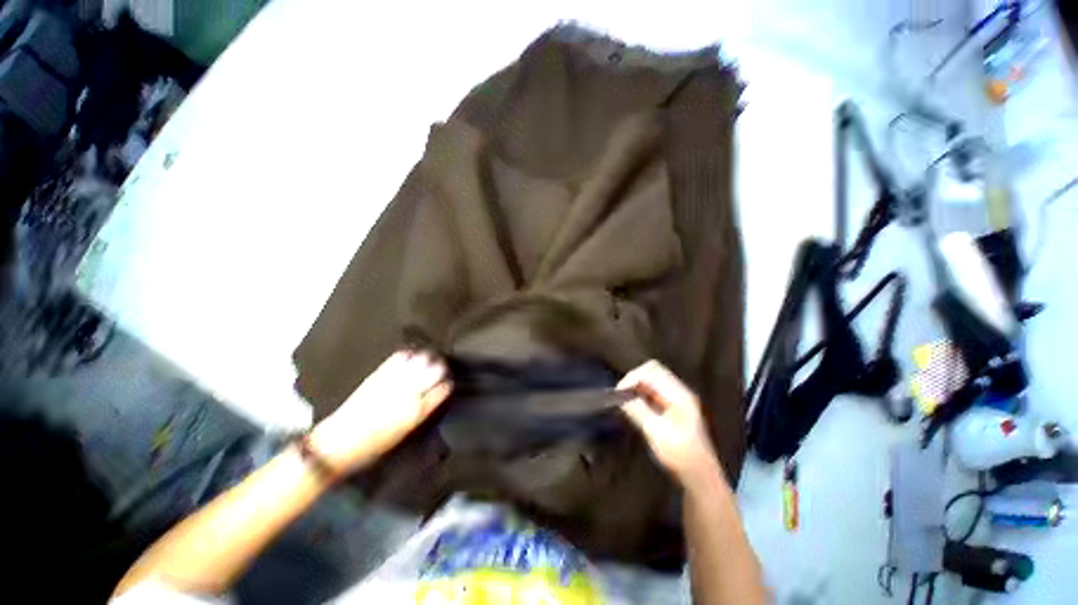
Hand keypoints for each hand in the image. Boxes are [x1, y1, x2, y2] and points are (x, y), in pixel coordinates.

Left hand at [307, 350, 451, 477]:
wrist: (339, 442)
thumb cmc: (374, 445)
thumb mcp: (405, 434)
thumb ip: (423, 412)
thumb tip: (434, 397)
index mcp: (418, 411)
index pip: (443, 389)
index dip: (447, 384)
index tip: (447, 382)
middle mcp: (410, 393)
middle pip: (435, 371)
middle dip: (440, 369)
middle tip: (440, 368)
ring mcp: (394, 382)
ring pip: (421, 360)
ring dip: (427, 358)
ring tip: (428, 358)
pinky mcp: (379, 375)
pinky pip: (400, 358)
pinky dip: (407, 355)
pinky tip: (410, 355)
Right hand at [618, 360, 721, 488]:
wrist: (700, 476)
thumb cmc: (680, 456)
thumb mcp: (657, 433)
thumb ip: (639, 411)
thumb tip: (621, 396)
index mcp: (679, 395)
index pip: (652, 371)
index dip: (633, 377)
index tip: (619, 392)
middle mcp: (679, 391)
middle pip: (653, 370)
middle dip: (634, 378)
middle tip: (620, 394)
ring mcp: (677, 398)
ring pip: (652, 379)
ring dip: (637, 385)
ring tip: (625, 400)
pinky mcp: (673, 406)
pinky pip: (653, 390)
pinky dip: (641, 393)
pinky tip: (634, 405)